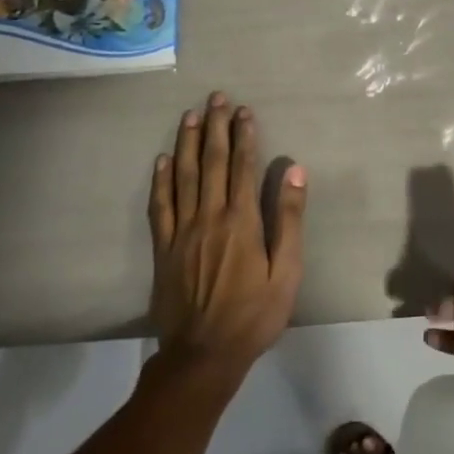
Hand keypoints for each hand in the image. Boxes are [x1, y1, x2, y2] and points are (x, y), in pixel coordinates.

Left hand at [148, 92, 305, 386]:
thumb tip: (294, 172)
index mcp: (241, 221)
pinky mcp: (163, 248)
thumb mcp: (287, 273)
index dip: (244, 136)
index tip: (245, 111)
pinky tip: (163, 160)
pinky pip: (159, 206)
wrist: (203, 355)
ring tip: (190, 115)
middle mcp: (209, 217)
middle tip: (217, 98)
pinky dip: (161, 180)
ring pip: (183, 177)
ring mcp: (181, 232)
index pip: (242, 167)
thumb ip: (289, 220)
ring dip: (187, 143)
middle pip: (211, 163)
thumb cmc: (253, 315)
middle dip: (216, 127)